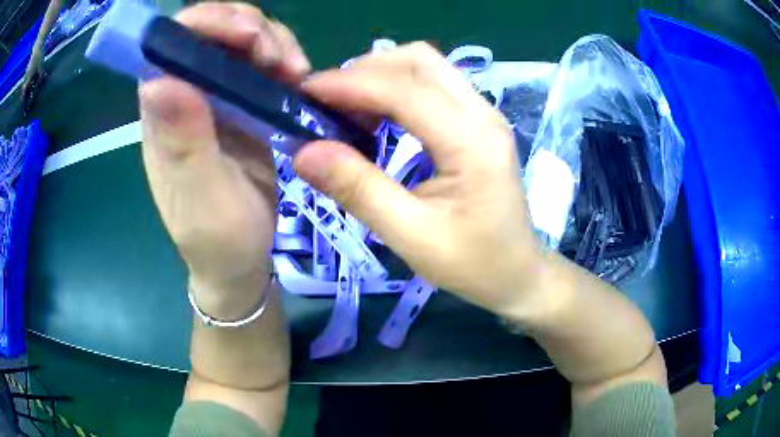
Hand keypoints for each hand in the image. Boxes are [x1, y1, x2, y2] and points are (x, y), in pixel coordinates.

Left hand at [139, 3, 310, 318]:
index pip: (168, 46)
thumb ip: (181, 144)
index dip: (203, 25)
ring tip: (294, 72)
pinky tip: (297, 79)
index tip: (246, 35)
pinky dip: (283, 59)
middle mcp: (185, 97)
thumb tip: (159, 82)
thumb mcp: (200, 198)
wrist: (240, 261)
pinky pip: (261, 64)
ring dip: (271, 41)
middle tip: (278, 56)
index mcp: (163, 116)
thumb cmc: (217, 239)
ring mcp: (216, 98)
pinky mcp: (243, 106)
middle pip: (208, 32)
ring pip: (239, 40)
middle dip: (246, 28)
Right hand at [295, 43, 551, 316]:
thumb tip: (303, 152)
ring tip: (345, 105)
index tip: (305, 92)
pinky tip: (376, 113)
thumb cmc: (473, 263)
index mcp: (472, 141)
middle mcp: (483, 113)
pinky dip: (398, 87)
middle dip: (365, 70)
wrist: (519, 272)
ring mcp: (486, 113)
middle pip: (419, 61)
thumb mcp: (410, 235)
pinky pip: (434, 84)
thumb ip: (357, 189)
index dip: (349, 84)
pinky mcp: (480, 120)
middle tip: (326, 100)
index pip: (404, 89)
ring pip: (427, 66)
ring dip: (381, 74)